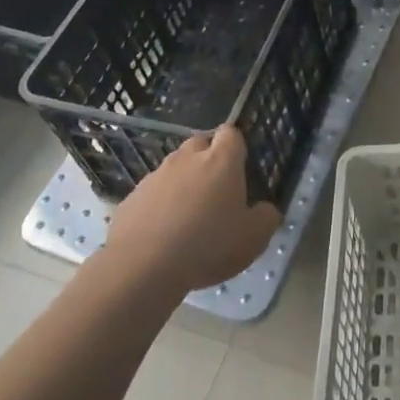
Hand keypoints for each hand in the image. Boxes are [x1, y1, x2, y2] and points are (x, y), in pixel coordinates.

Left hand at [108, 127, 279, 295]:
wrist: (143, 266)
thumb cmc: (208, 245)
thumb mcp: (253, 238)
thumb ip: (266, 218)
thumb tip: (266, 210)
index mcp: (221, 161)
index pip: (230, 133)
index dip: (236, 145)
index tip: (239, 165)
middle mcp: (188, 158)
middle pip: (200, 144)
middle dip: (208, 159)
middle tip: (215, 190)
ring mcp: (156, 175)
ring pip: (175, 168)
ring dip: (183, 182)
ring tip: (188, 216)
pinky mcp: (133, 196)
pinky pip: (152, 192)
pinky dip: (160, 204)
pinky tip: (163, 232)